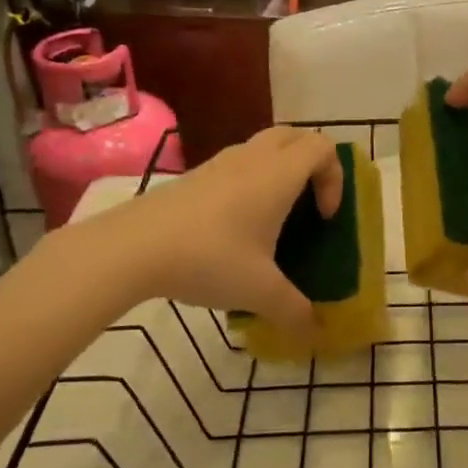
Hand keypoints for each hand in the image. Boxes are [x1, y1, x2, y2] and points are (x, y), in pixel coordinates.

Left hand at [115, 127, 342, 346]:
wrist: (132, 247)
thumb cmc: (209, 258)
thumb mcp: (259, 291)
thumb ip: (294, 310)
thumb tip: (316, 331)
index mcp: (278, 175)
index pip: (322, 147)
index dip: (335, 177)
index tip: (324, 217)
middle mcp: (253, 158)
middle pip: (294, 136)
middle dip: (312, 163)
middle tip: (309, 202)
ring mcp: (220, 162)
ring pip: (263, 146)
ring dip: (279, 169)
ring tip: (274, 215)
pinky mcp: (195, 175)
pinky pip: (237, 163)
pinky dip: (251, 179)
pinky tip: (236, 225)